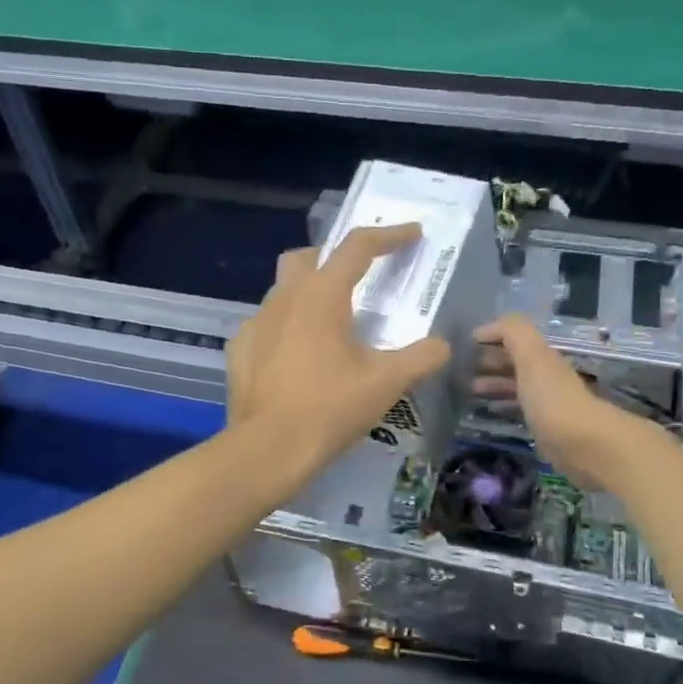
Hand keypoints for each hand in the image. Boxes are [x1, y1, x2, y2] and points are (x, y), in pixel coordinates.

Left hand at [226, 225, 452, 481]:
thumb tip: (442, 346)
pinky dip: (284, 329)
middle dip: (333, 258)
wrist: (269, 449)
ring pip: (282, 290)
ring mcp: (256, 323)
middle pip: (307, 257)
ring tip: (328, 325)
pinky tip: (296, 356)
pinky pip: (265, 325)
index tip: (412, 234)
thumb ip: (422, 357)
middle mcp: (284, 298)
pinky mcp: (240, 350)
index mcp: (322, 295)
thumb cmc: (330, 408)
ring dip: (307, 294)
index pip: (358, 247)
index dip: (389, 236)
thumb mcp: (387, 382)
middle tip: (356, 279)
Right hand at [472, 315, 660, 491]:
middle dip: (489, 361)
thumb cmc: (551, 398)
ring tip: (468, 391)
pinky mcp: (545, 426)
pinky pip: (519, 408)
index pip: (514, 337)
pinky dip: (503, 404)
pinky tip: (490, 411)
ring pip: (516, 385)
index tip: (464, 344)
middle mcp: (545, 374)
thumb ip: (513, 333)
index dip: (491, 336)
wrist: (583, 444)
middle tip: (460, 368)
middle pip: (515, 361)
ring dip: (493, 384)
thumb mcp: (531, 356)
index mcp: (542, 356)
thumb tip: (485, 328)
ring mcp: (546, 401)